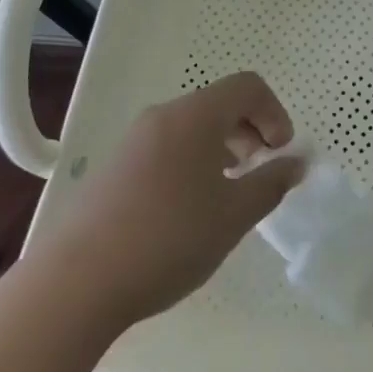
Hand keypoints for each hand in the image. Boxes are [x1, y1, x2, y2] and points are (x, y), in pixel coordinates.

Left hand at [46, 71, 304, 326]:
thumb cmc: (168, 239)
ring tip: (228, 195)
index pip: (248, 87)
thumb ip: (272, 183)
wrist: (75, 284)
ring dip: (222, 148)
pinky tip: (189, 211)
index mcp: (195, 115)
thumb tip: (297, 162)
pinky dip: (193, 162)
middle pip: (219, 104)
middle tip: (260, 173)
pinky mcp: (115, 168)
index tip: (281, 154)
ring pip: (192, 127)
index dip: (275, 113)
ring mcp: (134, 141)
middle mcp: (163, 116)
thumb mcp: (234, 215)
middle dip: (250, 131)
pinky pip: (167, 148)